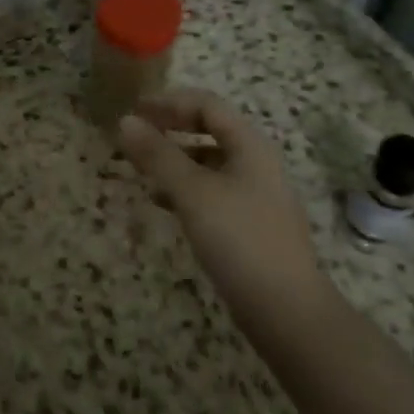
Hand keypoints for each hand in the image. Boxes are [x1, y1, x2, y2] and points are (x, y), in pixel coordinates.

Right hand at [117, 89, 323, 312]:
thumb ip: (158, 154)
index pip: (207, 105)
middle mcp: (255, 163)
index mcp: (249, 145)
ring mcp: (255, 196)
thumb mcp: (192, 192)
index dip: (169, 102)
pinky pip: (211, 192)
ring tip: (141, 170)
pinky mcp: (249, 225)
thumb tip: (125, 121)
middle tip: (134, 136)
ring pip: (208, 163)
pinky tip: (162, 204)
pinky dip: (184, 189)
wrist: (287, 312)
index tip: (134, 109)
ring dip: (174, 160)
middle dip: (170, 130)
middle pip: (209, 131)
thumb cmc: (239, 238)